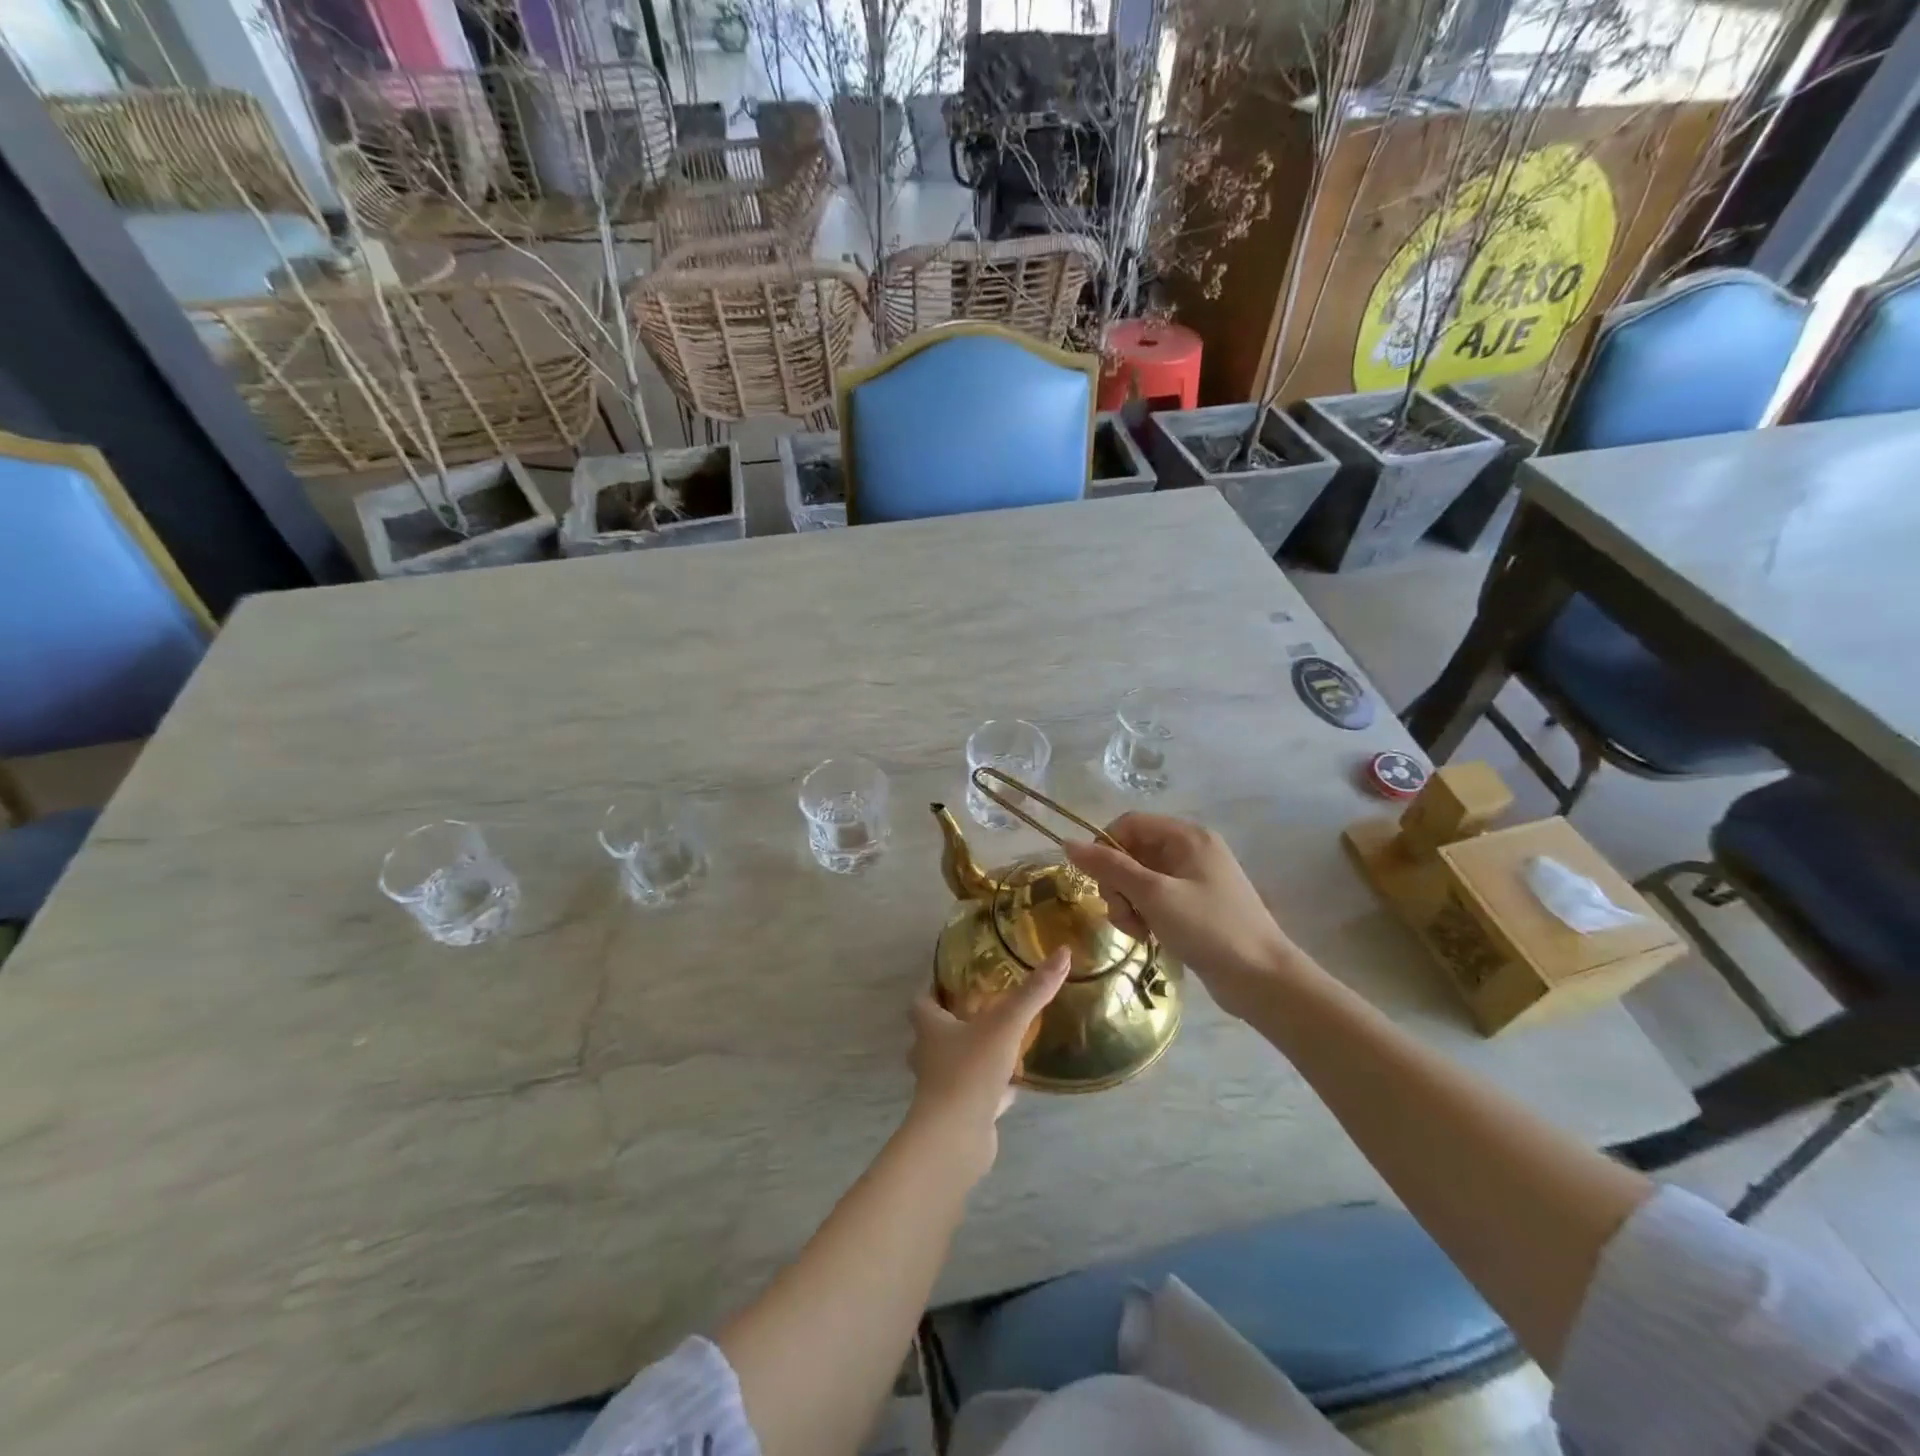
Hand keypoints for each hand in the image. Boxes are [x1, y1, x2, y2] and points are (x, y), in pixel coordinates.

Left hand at [905, 947, 1070, 1179]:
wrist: (955, 1138)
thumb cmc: (970, 1071)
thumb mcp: (1006, 1024)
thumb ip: (1033, 992)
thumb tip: (1062, 953)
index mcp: (930, 1028)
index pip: (922, 1000)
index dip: (935, 989)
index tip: (956, 979)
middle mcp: (929, 1055)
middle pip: (936, 1033)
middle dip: (956, 1021)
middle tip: (985, 1009)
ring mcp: (942, 1088)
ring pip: (956, 1064)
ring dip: (974, 1055)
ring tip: (1002, 1043)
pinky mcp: (958, 1114)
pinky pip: (975, 1095)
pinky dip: (992, 1089)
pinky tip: (1014, 1086)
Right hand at [1066, 814, 1304, 1020]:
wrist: (1263, 979)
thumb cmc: (1209, 928)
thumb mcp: (1154, 895)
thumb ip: (1110, 867)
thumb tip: (1068, 843)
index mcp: (1187, 836)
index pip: (1129, 824)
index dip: (1105, 847)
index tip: (1096, 881)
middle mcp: (1191, 850)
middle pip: (1132, 852)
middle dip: (1117, 883)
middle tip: (1122, 914)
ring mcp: (1194, 879)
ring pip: (1140, 879)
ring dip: (1128, 903)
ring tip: (1137, 930)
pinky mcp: (1196, 905)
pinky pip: (1155, 898)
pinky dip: (1145, 914)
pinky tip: (1149, 937)